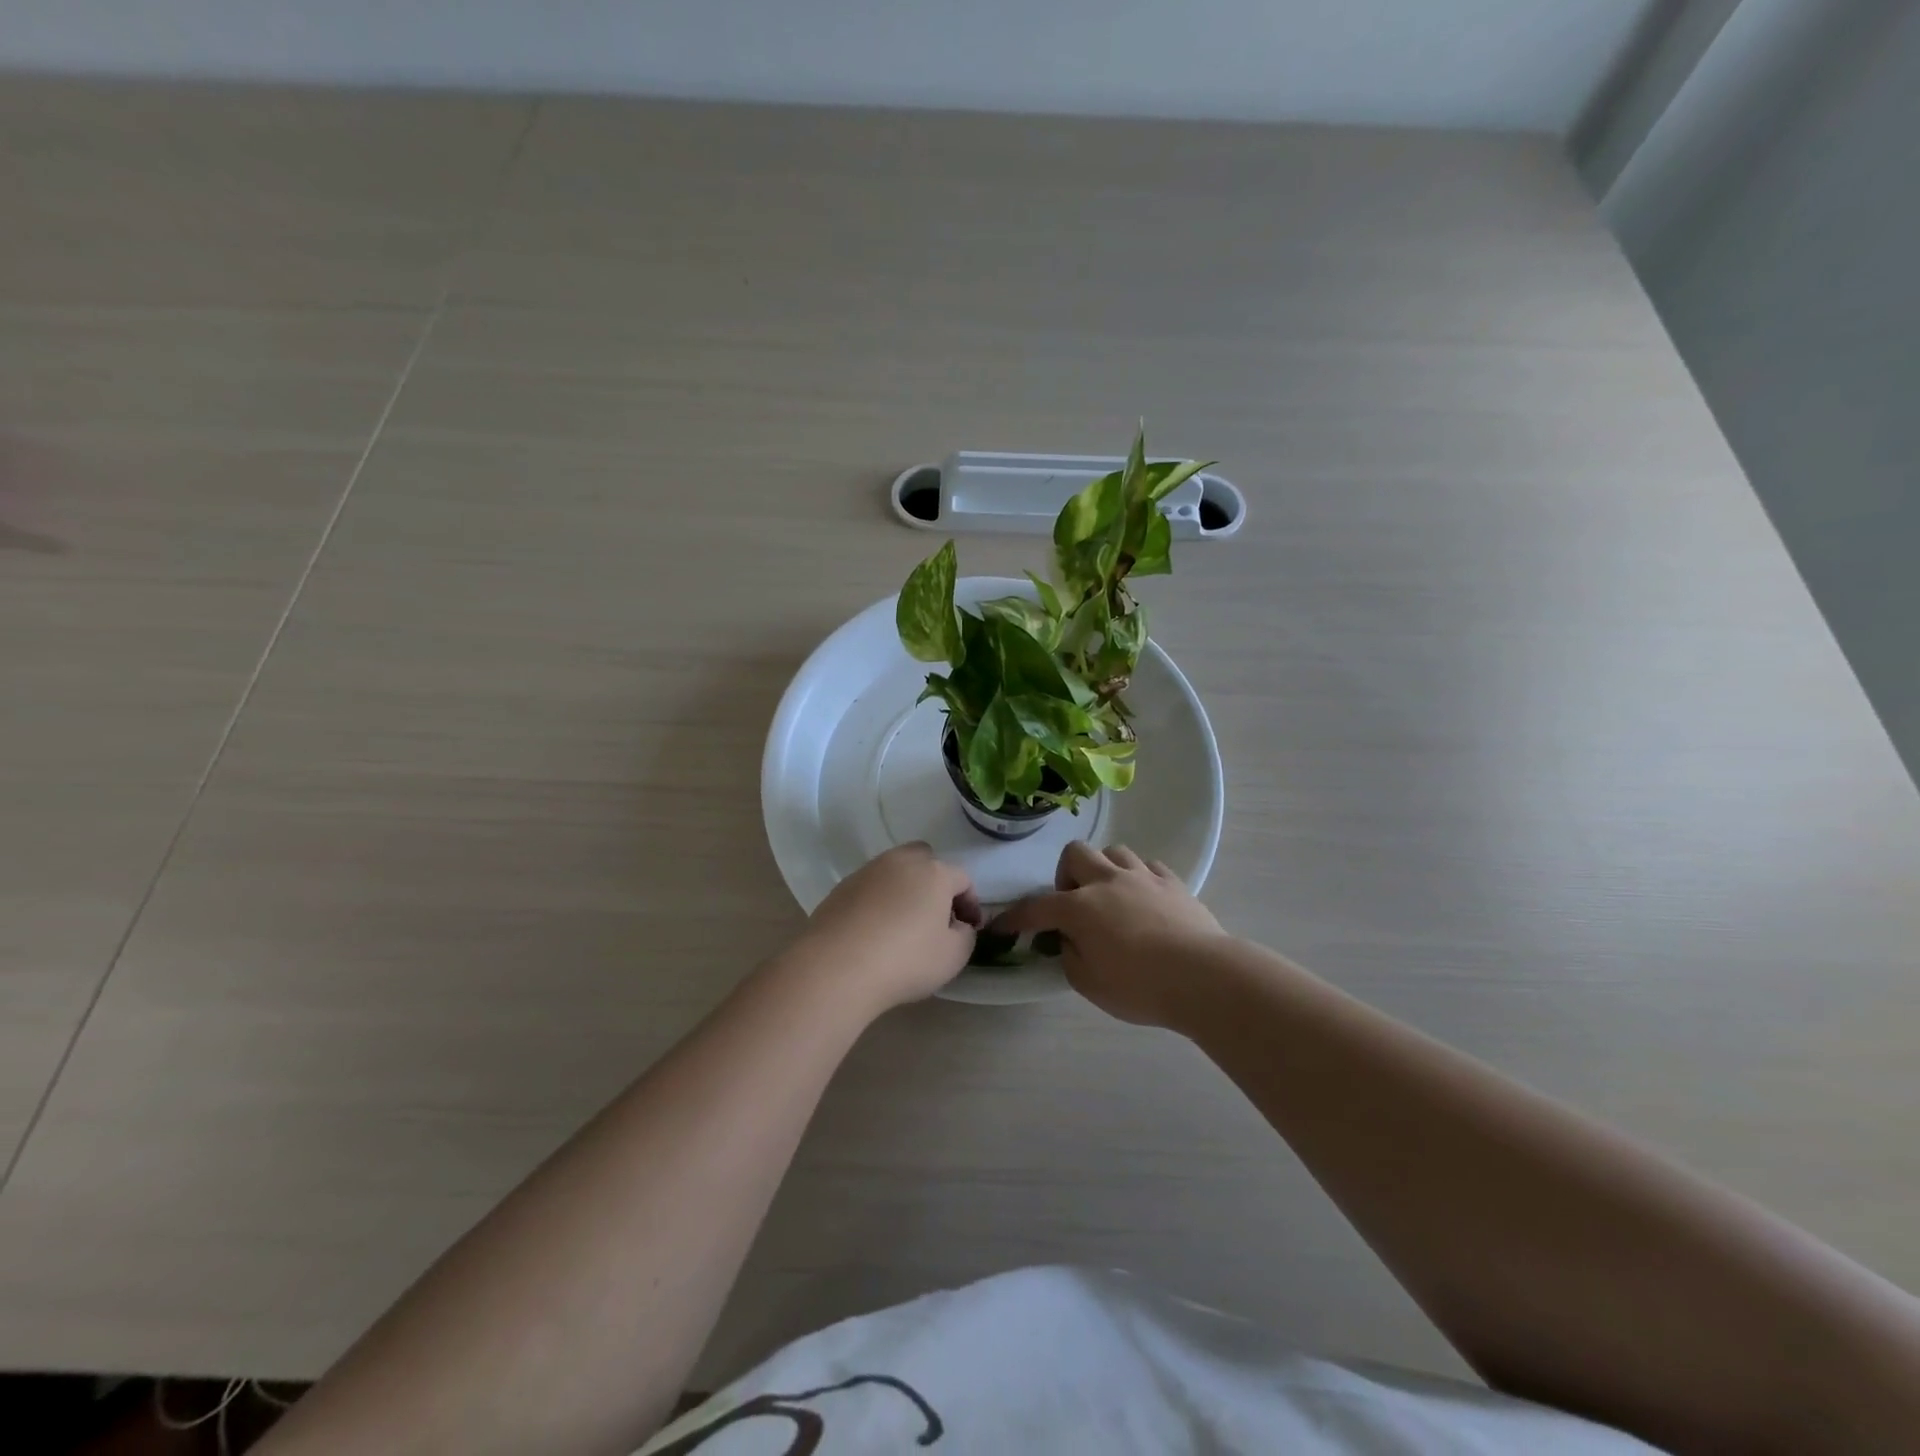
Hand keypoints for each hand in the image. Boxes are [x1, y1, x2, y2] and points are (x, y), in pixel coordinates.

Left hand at [783, 843, 981, 1013]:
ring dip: (905, 890)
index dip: (970, 904)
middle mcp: (901, 862)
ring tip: (903, 923)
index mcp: (934, 873)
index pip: (962, 879)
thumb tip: (957, 925)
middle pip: (925, 860)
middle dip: (935, 882)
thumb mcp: (953, 956)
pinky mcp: (841, 887)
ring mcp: (868, 871)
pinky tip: (875, 929)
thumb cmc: (905, 960)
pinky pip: (870, 887)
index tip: (969, 928)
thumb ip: (965, 935)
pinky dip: (879, 901)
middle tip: (936, 915)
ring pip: (895, 871)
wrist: (837, 967)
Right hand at [992, 841, 1226, 1026]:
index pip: (1036, 907)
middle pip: (1075, 854)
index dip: (1015, 917)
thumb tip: (1069, 939)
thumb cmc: (1139, 986)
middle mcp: (1107, 881)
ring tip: (1111, 897)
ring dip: (1104, 870)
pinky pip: (1149, 866)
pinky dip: (1139, 878)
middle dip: (1066, 875)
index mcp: (1080, 908)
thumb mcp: (1088, 983)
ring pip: (1114, 851)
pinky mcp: (1174, 883)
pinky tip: (1144, 899)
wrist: (1203, 977)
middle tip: (1074, 904)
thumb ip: (1070, 956)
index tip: (1001, 927)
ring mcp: (1143, 877)